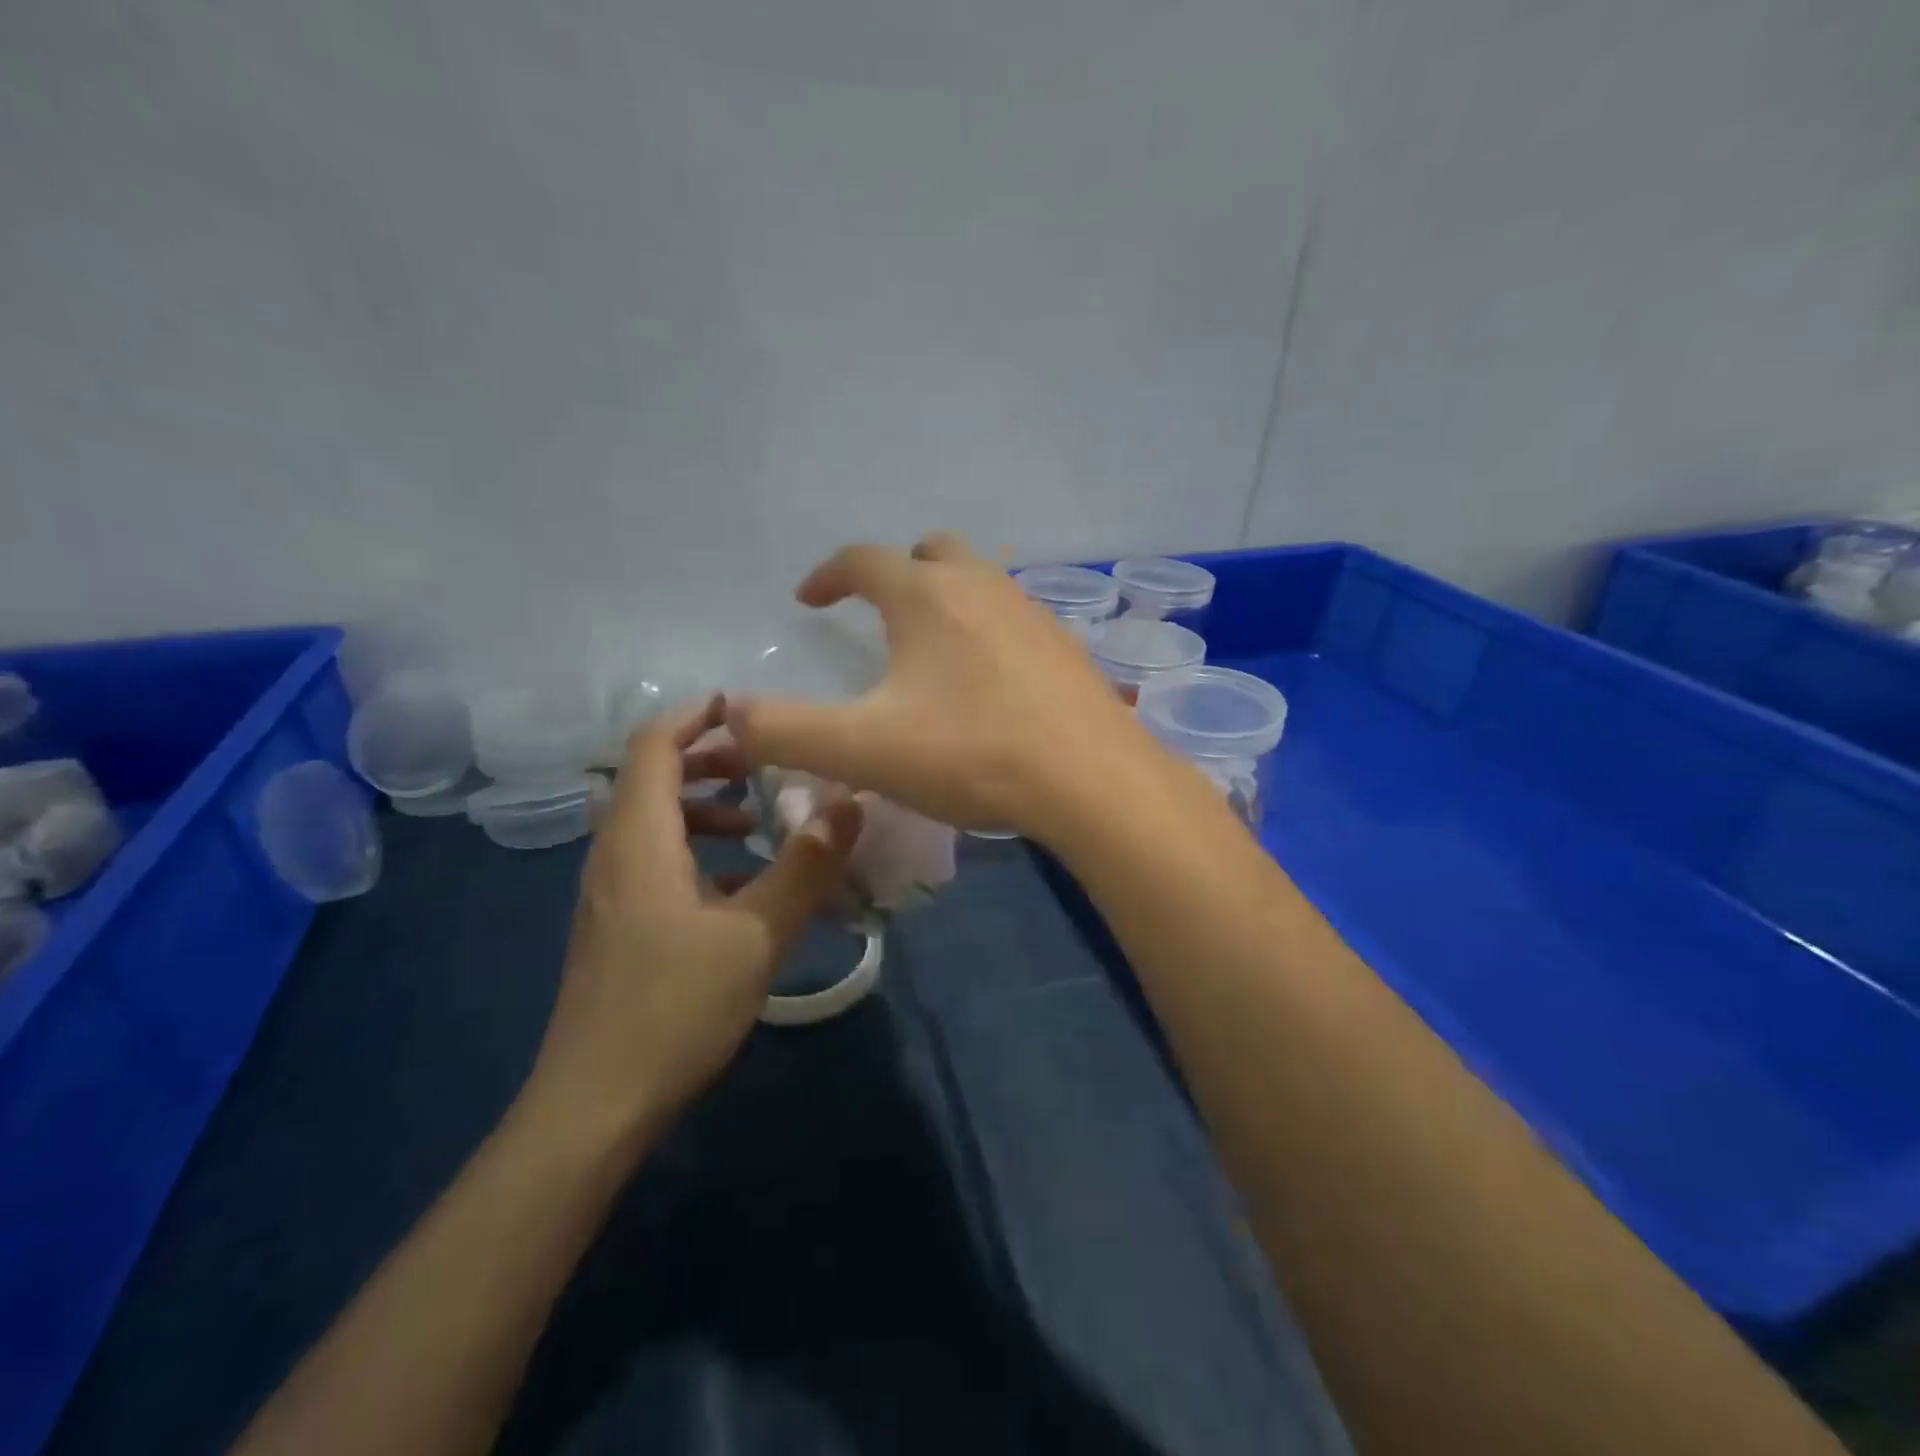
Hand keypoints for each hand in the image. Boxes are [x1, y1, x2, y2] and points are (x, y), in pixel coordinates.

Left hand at [523, 696, 862, 1144]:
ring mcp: (609, 893)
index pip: (655, 746)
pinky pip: (653, 861)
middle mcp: (613, 854)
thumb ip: (805, 865)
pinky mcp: (616, 925)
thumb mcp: (757, 934)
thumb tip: (849, 803)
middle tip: (764, 767)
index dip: (697, 716)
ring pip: (652, 822)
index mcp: (639, 840)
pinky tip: (736, 887)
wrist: (595, 1105)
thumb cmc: (674, 1007)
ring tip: (758, 824)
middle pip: (651, 777)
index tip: (749, 709)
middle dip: (709, 760)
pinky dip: (694, 850)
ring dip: (704, 808)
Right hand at [727, 532, 1165, 840]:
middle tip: (877, 611)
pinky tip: (989, 681)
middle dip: (896, 572)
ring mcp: (1032, 613)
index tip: (808, 600)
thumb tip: (730, 713)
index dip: (827, 575)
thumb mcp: (863, 750)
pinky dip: (988, 631)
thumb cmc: (972, 755)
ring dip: (946, 599)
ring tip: (930, 648)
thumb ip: (785, 731)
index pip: (862, 559)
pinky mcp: (1066, 647)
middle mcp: (981, 587)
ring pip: (980, 582)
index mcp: (926, 597)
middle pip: (931, 552)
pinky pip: (1015, 619)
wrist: (1092, 781)